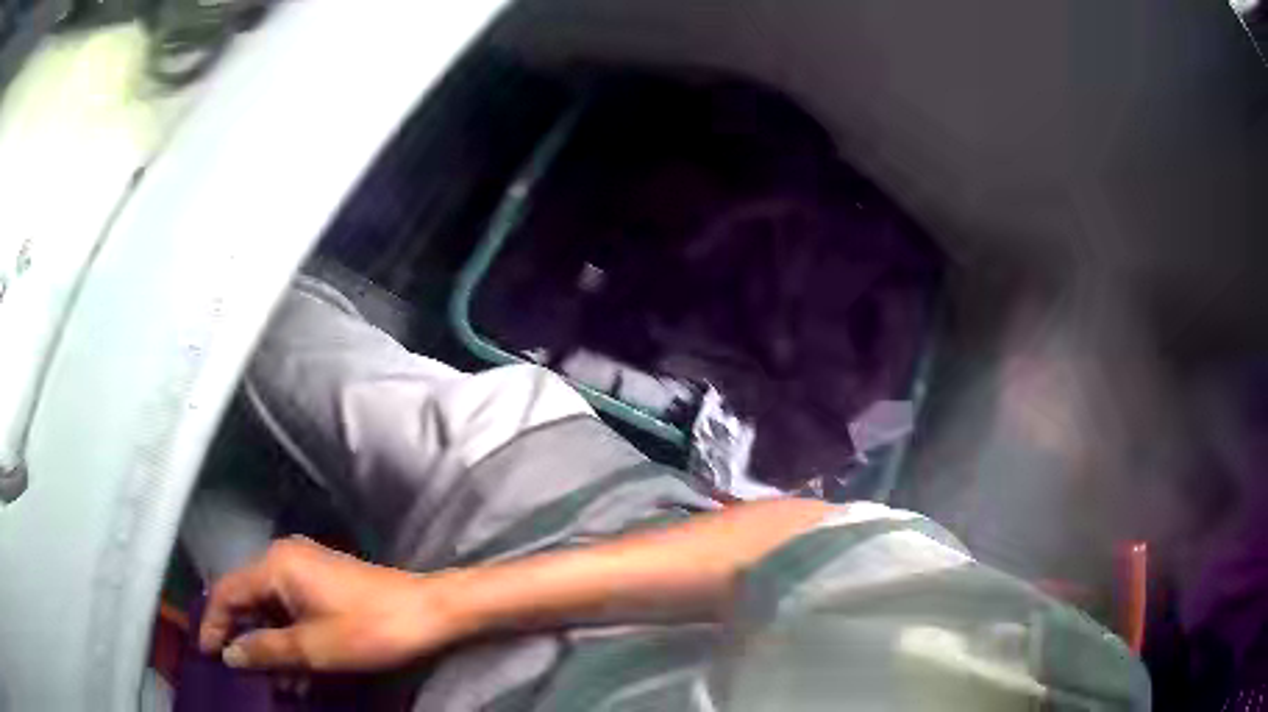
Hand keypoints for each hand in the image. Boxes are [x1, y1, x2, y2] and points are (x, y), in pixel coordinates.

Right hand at [199, 536, 473, 671]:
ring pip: (269, 606)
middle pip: (246, 597)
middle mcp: (284, 558)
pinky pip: (291, 608)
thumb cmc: (370, 629)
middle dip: (239, 635)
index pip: (226, 591)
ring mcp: (305, 568)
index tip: (207, 654)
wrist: (429, 611)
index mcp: (275, 565)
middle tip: (233, 669)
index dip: (213, 623)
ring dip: (265, 641)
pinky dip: (286, 636)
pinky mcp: (323, 582)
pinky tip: (291, 668)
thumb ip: (266, 650)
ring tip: (263, 678)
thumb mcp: (313, 648)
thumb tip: (230, 654)